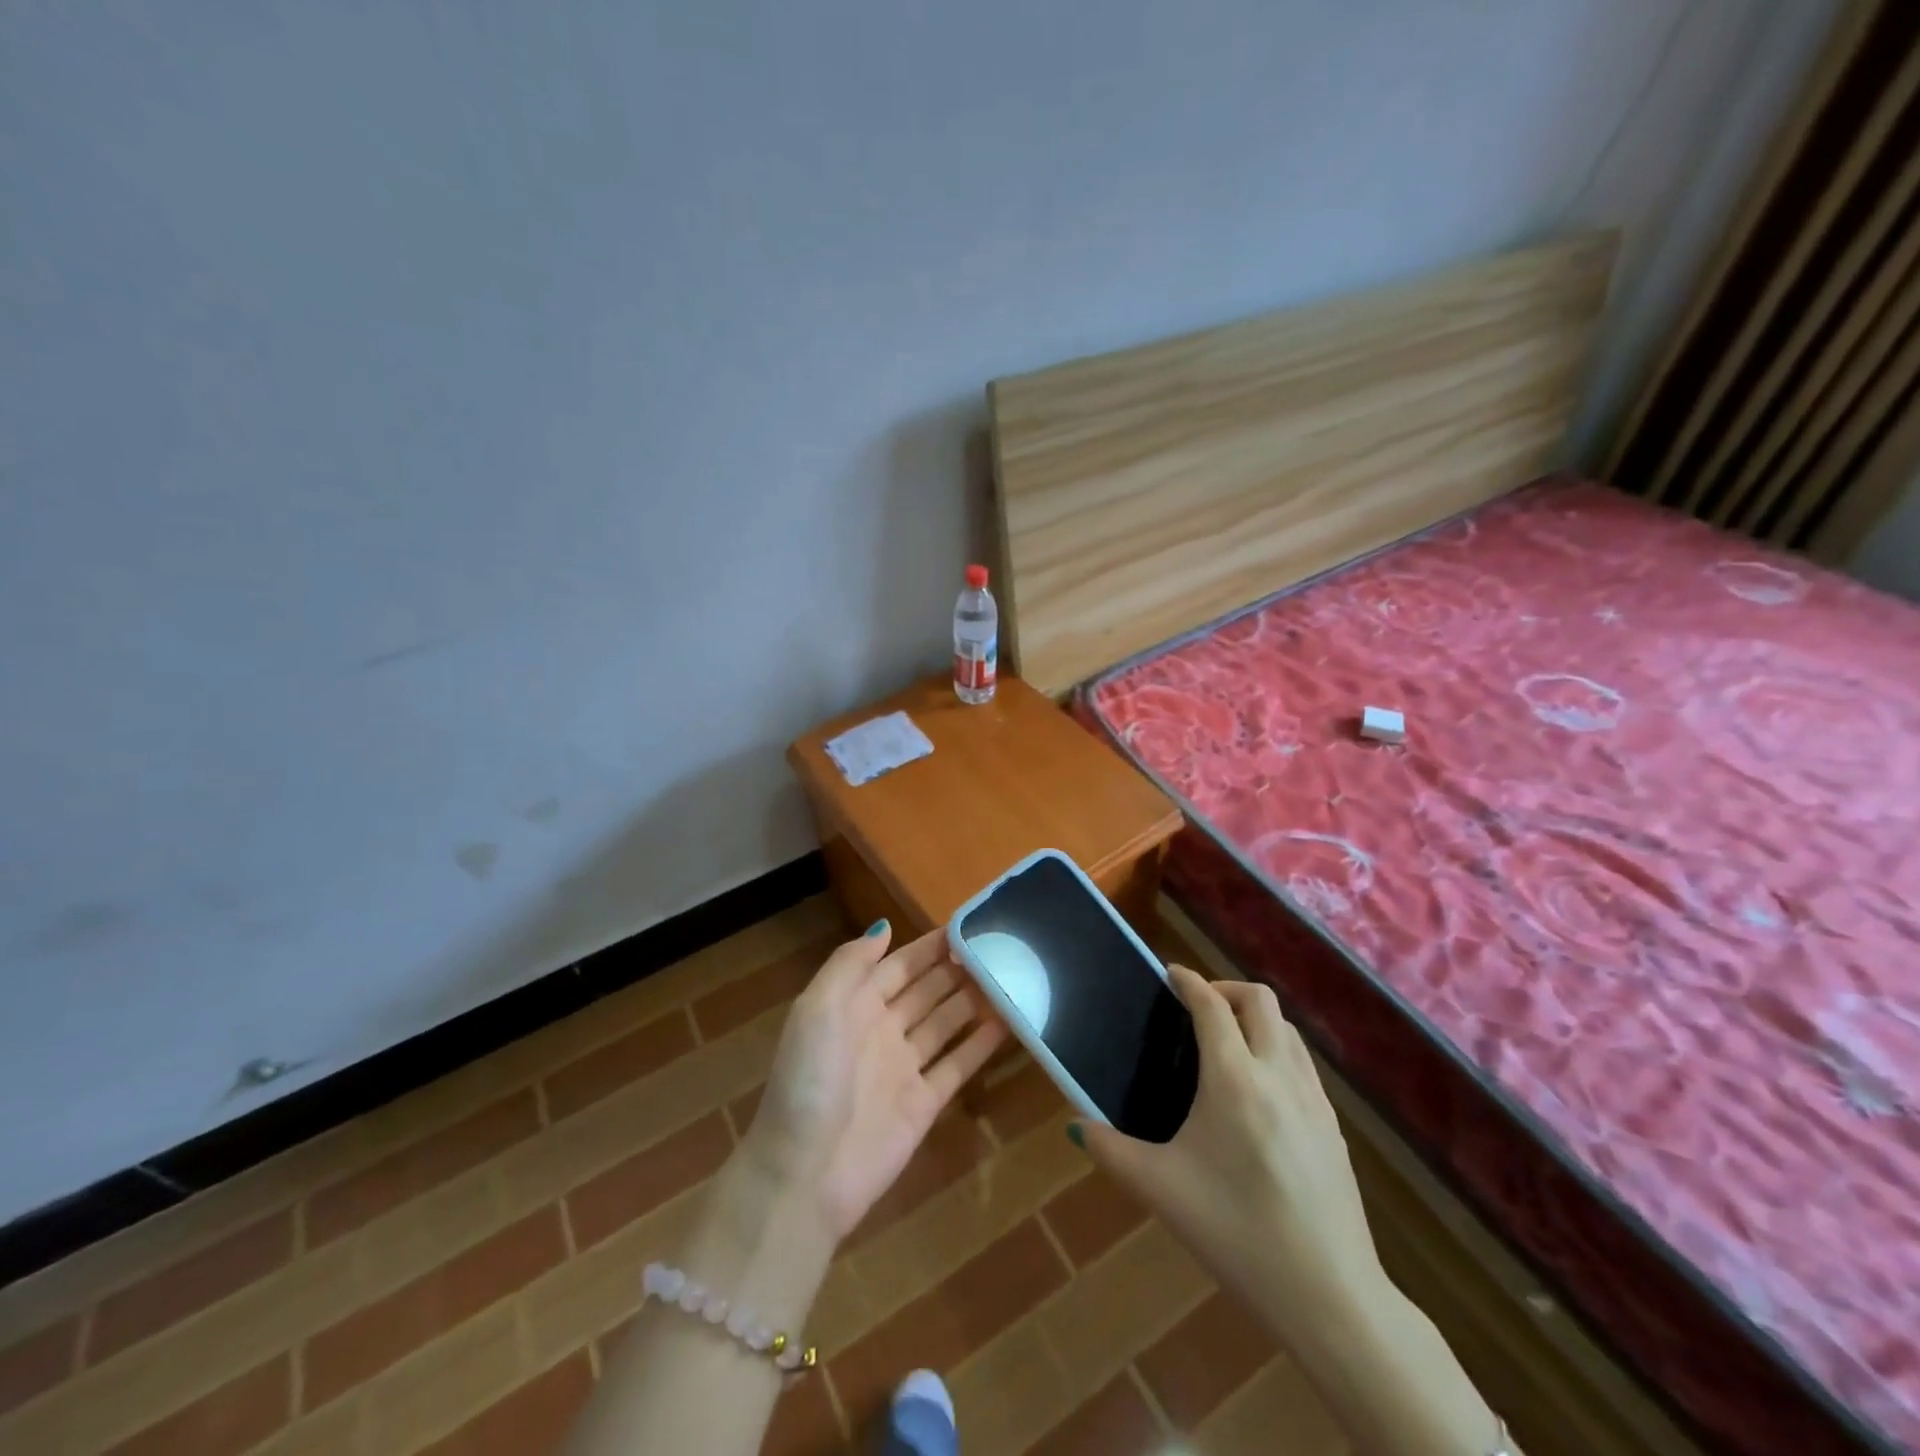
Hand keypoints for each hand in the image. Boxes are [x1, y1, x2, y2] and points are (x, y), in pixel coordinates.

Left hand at [738, 921, 1007, 1242]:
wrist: (804, 1174)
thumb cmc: (809, 1081)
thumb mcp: (817, 1009)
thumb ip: (850, 964)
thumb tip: (885, 927)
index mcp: (853, 1005)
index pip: (898, 965)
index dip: (928, 947)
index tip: (966, 925)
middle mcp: (881, 1030)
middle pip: (926, 990)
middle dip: (956, 969)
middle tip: (999, 948)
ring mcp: (903, 1068)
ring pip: (945, 1023)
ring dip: (973, 1000)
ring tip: (1010, 976)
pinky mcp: (924, 1104)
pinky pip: (957, 1065)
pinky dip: (980, 1043)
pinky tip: (1008, 1022)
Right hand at [1077, 966, 1386, 1342]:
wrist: (1331, 1298)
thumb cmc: (1237, 1234)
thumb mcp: (1162, 1191)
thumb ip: (1112, 1151)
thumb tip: (1077, 1126)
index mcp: (1234, 1079)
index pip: (1211, 1005)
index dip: (1188, 980)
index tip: (1170, 974)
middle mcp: (1278, 1074)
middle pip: (1259, 999)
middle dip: (1225, 989)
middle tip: (1196, 1007)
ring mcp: (1313, 1098)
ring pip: (1287, 1028)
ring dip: (1255, 1017)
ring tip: (1225, 1042)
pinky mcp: (1333, 1125)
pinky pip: (1302, 1061)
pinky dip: (1276, 1048)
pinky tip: (1258, 1089)